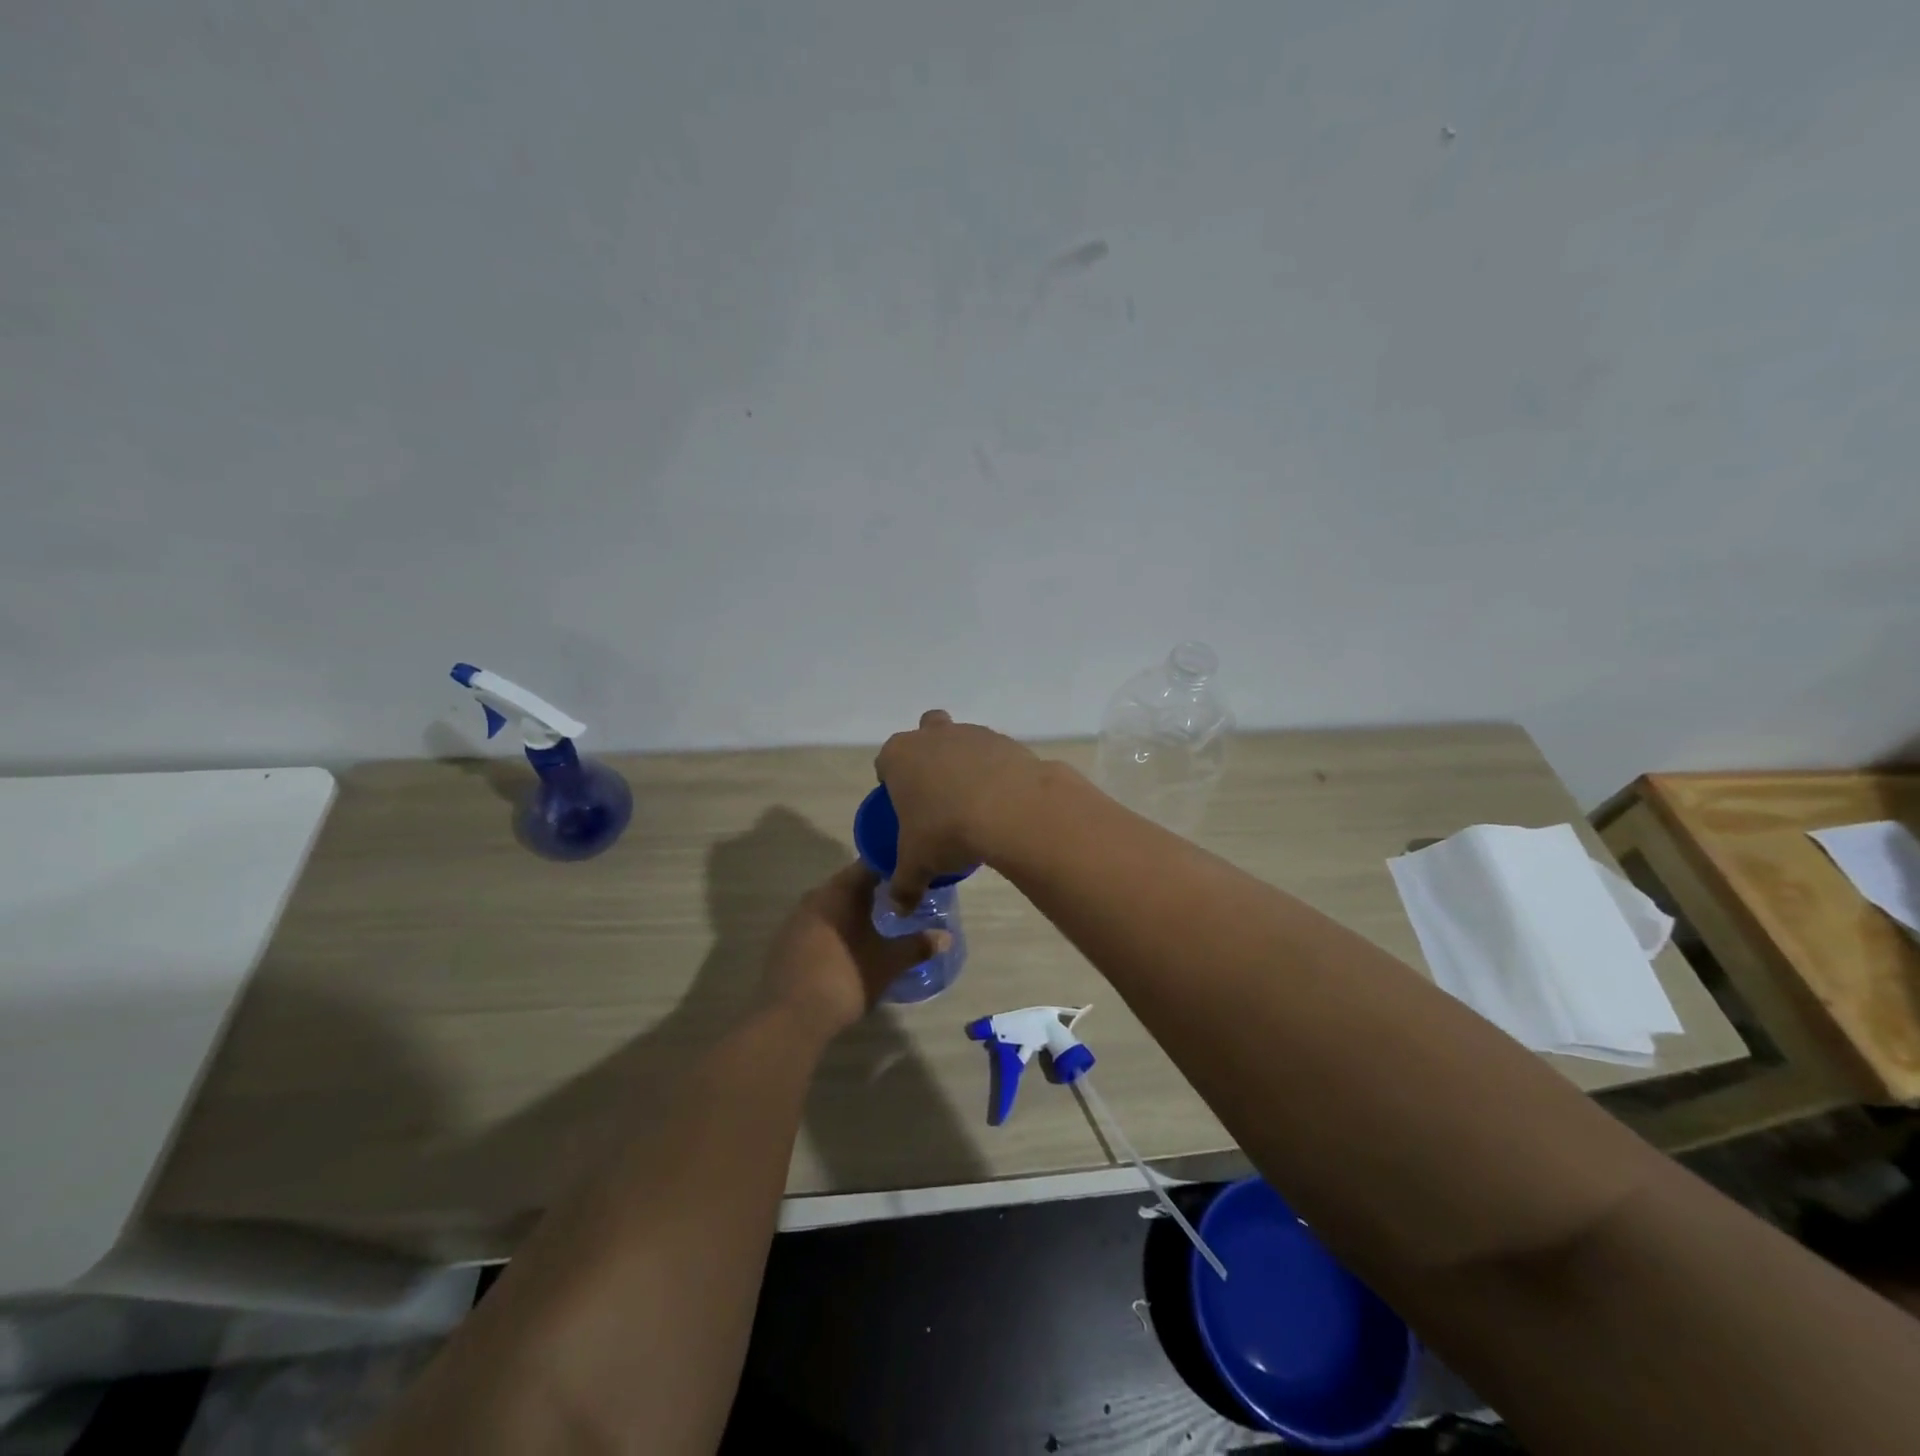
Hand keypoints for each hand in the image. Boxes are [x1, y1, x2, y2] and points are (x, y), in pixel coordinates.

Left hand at [759, 862, 948, 1040]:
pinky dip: (835, 928)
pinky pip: (817, 925)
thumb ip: (918, 946)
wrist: (791, 1016)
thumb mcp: (889, 963)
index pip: (871, 865)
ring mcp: (796, 919)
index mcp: (841, 891)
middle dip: (875, 890)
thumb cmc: (846, 977)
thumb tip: (946, 937)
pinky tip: (849, 946)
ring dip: (853, 910)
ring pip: (832, 905)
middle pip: (850, 884)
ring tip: (878, 923)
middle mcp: (816, 896)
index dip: (893, 868)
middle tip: (901, 901)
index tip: (913, 876)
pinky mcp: (785, 942)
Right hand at [875, 709, 1047, 910]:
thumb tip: (897, 908)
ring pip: (962, 741)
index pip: (885, 762)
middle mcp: (933, 736)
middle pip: (925, 734)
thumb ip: (904, 885)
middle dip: (928, 756)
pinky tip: (1002, 802)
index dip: (891, 782)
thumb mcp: (917, 865)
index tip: (902, 806)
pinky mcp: (1007, 741)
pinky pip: (995, 755)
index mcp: (900, 756)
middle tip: (936, 793)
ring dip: (964, 763)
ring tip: (974, 803)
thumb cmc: (947, 830)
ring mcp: (971, 734)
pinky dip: (996, 773)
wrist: (1011, 809)